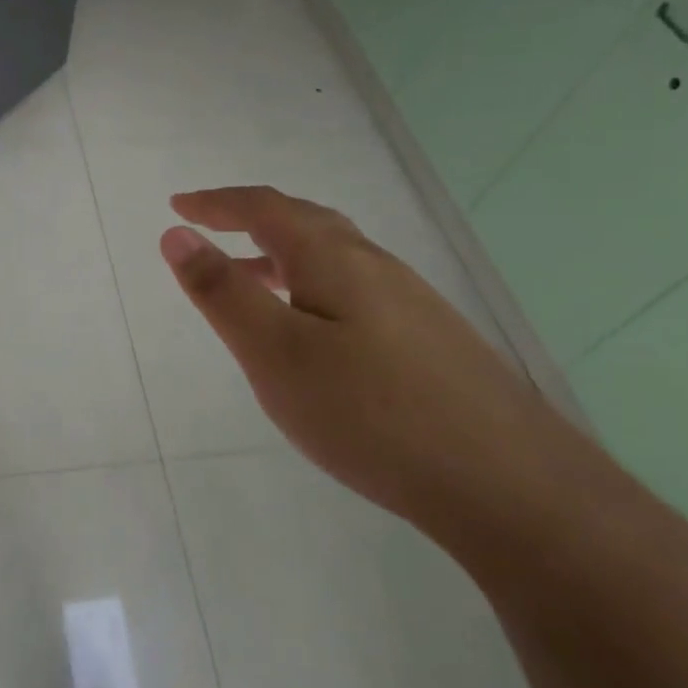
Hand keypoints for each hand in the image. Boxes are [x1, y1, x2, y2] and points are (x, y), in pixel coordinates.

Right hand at [160, 186, 583, 535]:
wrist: (511, 485)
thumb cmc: (371, 413)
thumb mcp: (275, 353)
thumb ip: (222, 292)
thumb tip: (176, 234)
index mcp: (333, 258)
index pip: (265, 208)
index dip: (217, 202)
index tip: (178, 205)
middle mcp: (375, 264)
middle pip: (304, 221)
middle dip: (249, 219)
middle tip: (209, 230)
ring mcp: (410, 301)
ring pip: (333, 256)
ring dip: (281, 253)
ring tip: (249, 277)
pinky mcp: (430, 338)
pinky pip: (354, 288)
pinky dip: (313, 285)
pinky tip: (315, 329)